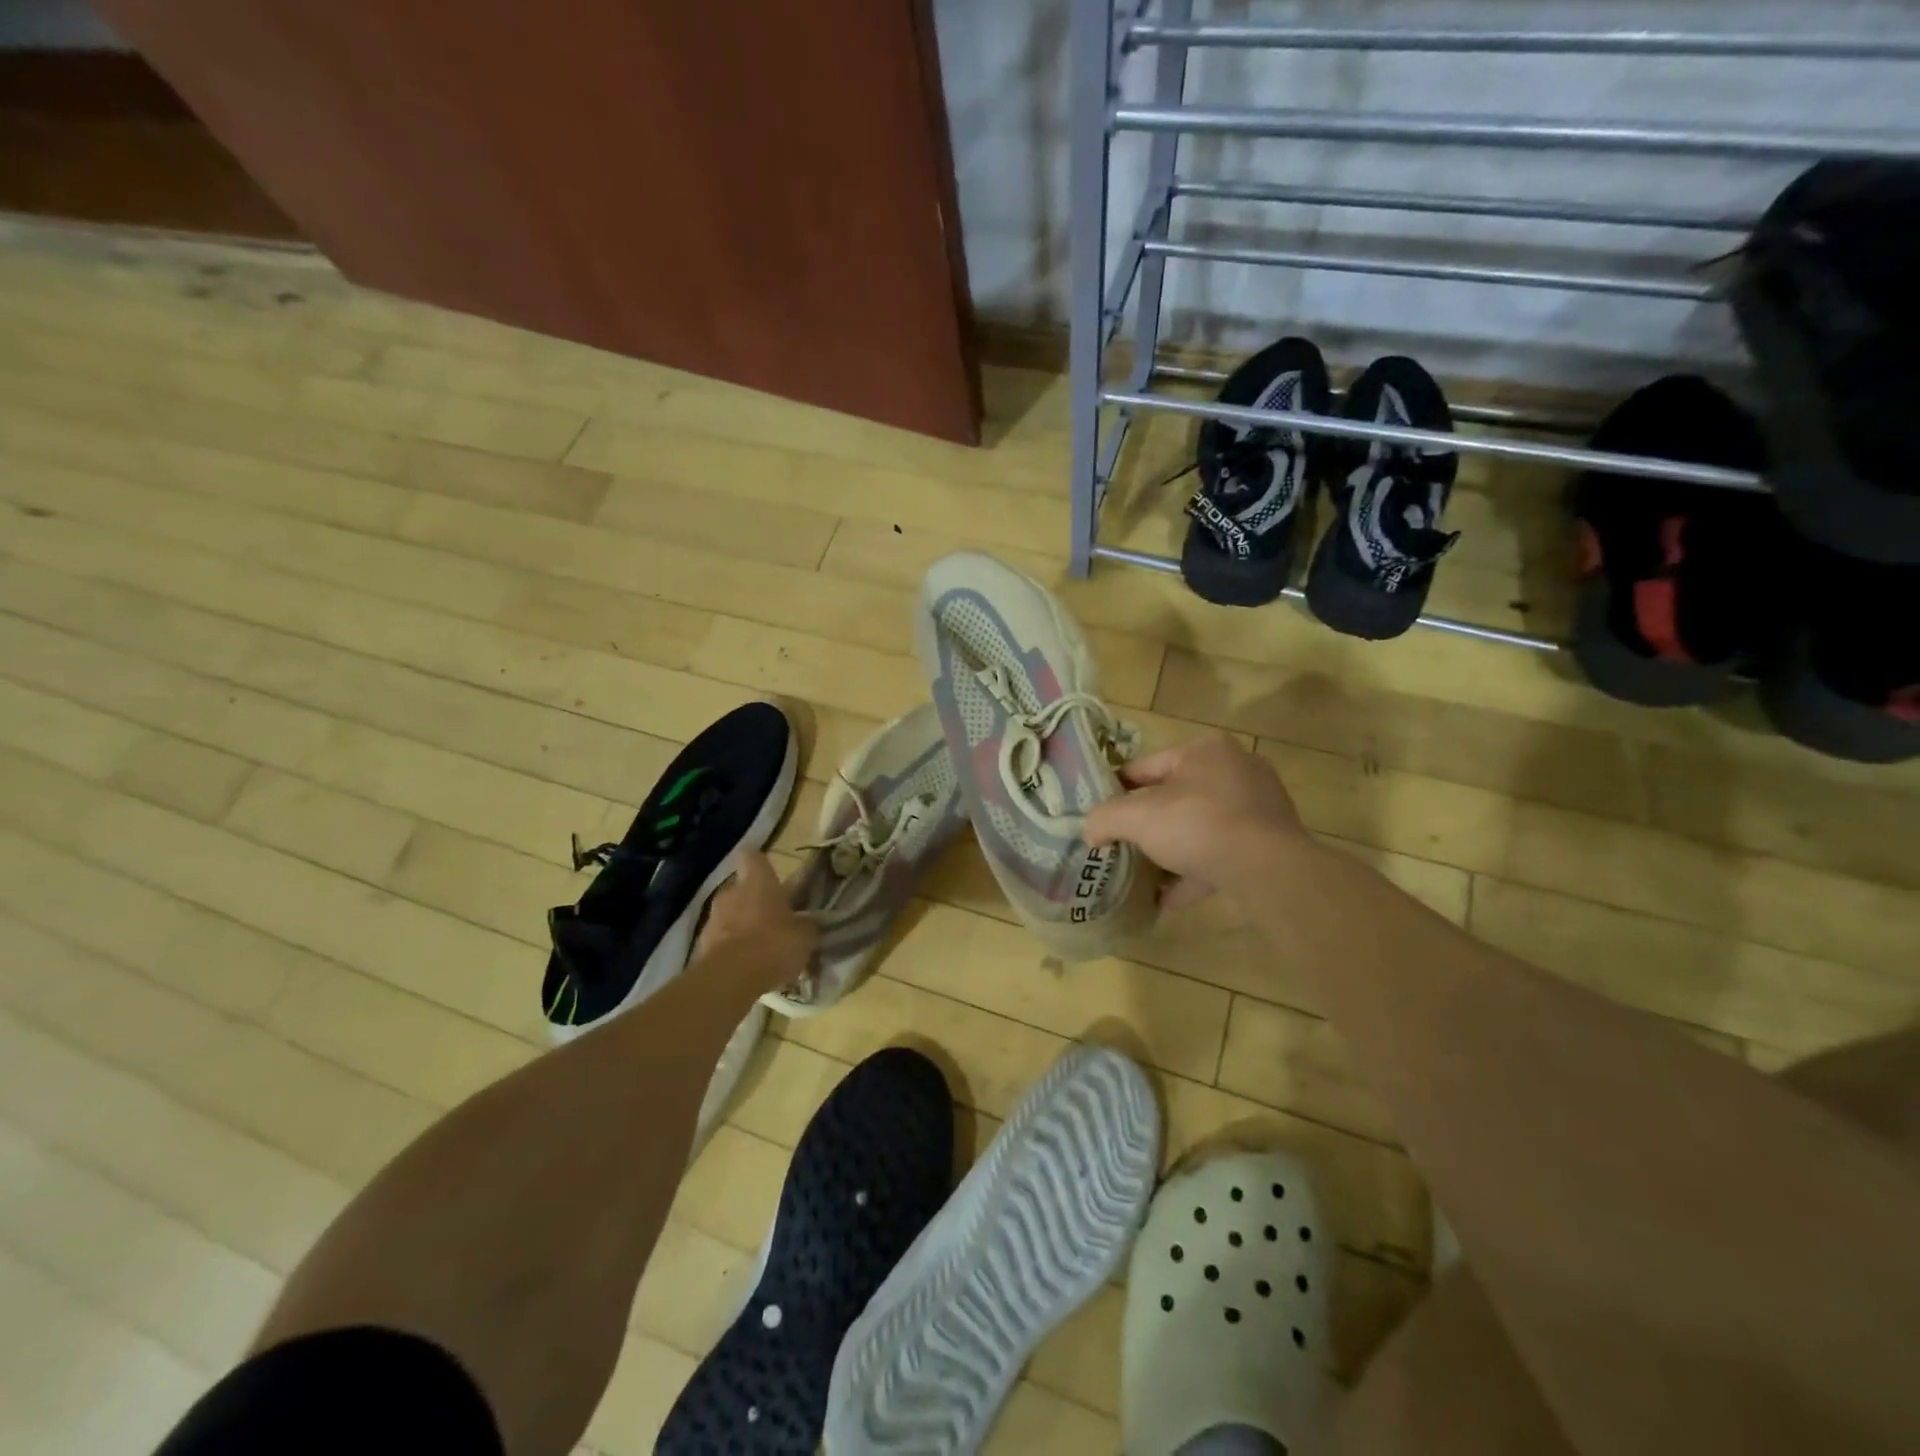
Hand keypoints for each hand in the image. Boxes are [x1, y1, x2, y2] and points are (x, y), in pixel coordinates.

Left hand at [696, 851, 818, 993]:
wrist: (730, 979)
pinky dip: (731, 950)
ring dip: (742, 926)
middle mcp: (731, 893)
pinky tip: (747, 968)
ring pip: (730, 915)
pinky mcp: (701, 946)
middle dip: (754, 902)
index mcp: (758, 882)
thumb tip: (809, 923)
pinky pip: (721, 941)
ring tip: (761, 949)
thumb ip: (807, 926)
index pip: (752, 856)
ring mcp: (712, 919)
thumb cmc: (773, 944)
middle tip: (774, 920)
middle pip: (741, 888)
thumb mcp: (805, 937)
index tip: (770, 875)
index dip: (759, 864)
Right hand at [1085, 734, 1304, 910]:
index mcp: (1204, 750)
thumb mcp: (1137, 818)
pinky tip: (1169, 897)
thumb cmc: (1198, 826)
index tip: (1099, 812)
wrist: (1267, 870)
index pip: (1146, 765)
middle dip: (1148, 821)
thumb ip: (1105, 818)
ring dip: (1172, 848)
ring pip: (1200, 826)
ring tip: (1144, 870)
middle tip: (1121, 842)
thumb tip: (1089, 829)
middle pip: (1176, 795)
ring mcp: (1257, 807)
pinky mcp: (1269, 842)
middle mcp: (1235, 770)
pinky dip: (1195, 872)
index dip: (1117, 789)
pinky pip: (1221, 854)